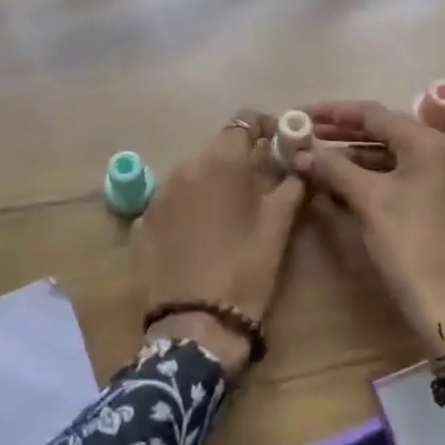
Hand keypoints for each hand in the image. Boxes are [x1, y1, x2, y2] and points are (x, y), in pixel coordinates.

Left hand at [133, 110, 307, 378]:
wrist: (195, 323)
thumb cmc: (245, 270)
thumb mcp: (278, 227)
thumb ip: (290, 186)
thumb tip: (299, 165)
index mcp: (221, 162)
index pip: (244, 120)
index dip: (265, 127)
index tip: (279, 145)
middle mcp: (185, 167)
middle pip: (217, 148)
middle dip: (240, 159)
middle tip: (260, 185)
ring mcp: (160, 194)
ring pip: (193, 174)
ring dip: (213, 183)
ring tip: (229, 213)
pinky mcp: (144, 220)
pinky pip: (173, 200)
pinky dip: (190, 206)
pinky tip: (201, 234)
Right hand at [295, 100, 444, 355]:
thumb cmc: (410, 244)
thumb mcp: (368, 200)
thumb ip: (333, 168)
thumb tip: (301, 151)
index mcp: (429, 144)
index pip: (374, 114)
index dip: (333, 112)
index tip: (300, 114)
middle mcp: (441, 155)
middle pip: (383, 133)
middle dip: (341, 134)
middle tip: (304, 135)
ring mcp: (443, 181)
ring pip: (390, 158)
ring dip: (353, 158)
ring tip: (315, 160)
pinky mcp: (438, 206)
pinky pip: (398, 179)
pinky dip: (369, 178)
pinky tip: (340, 185)